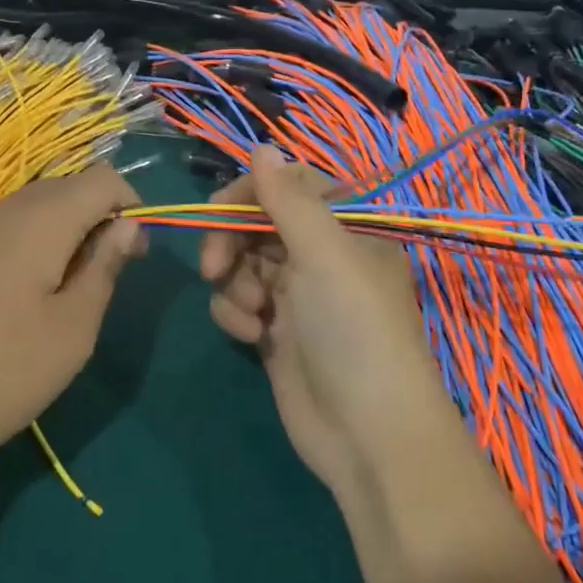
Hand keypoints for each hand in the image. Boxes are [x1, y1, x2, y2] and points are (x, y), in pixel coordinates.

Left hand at [0, 163, 144, 482]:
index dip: (131, 206)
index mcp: (41, 219)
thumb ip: (104, 269)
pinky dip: (31, 246)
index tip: (133, 257)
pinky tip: (22, 299)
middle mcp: (4, 210)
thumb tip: (128, 226)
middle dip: (99, 218)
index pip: (103, 178)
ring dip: (65, 233)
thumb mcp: (72, 331)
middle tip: (106, 277)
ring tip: (66, 293)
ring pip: (34, 208)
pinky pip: (5, 230)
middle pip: (67, 188)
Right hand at [199, 144, 452, 500]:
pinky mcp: (276, 333)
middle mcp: (323, 258)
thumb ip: (288, 198)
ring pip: (243, 264)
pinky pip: (239, 302)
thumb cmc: (353, 330)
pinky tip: (249, 335)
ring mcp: (298, 297)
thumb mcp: (324, 254)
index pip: (291, 187)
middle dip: (232, 241)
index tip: (220, 208)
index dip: (252, 192)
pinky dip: (236, 313)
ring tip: (250, 312)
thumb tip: (262, 146)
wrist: (367, 435)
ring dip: (234, 282)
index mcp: (347, 231)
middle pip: (259, 225)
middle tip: (214, 265)